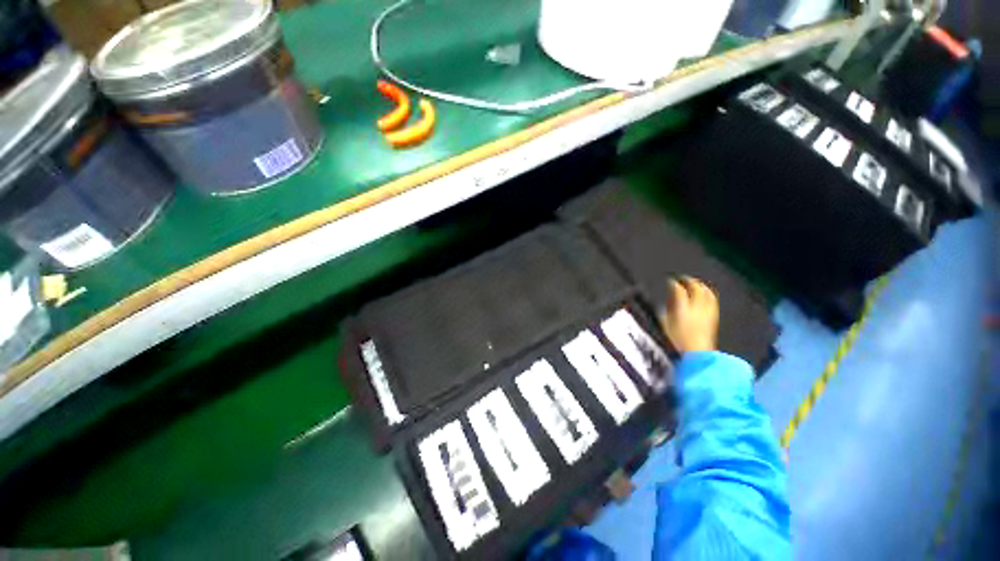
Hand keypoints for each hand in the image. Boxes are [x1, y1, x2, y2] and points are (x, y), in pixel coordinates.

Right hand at [660, 276, 718, 352]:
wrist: (697, 354)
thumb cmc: (678, 341)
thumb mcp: (665, 326)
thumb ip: (664, 313)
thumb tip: (664, 305)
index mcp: (682, 309)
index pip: (679, 291)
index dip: (673, 284)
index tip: (670, 281)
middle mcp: (696, 308)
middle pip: (696, 289)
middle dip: (690, 281)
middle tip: (684, 279)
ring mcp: (707, 313)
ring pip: (707, 294)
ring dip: (701, 287)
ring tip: (696, 284)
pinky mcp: (713, 318)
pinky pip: (712, 302)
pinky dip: (708, 296)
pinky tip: (707, 297)